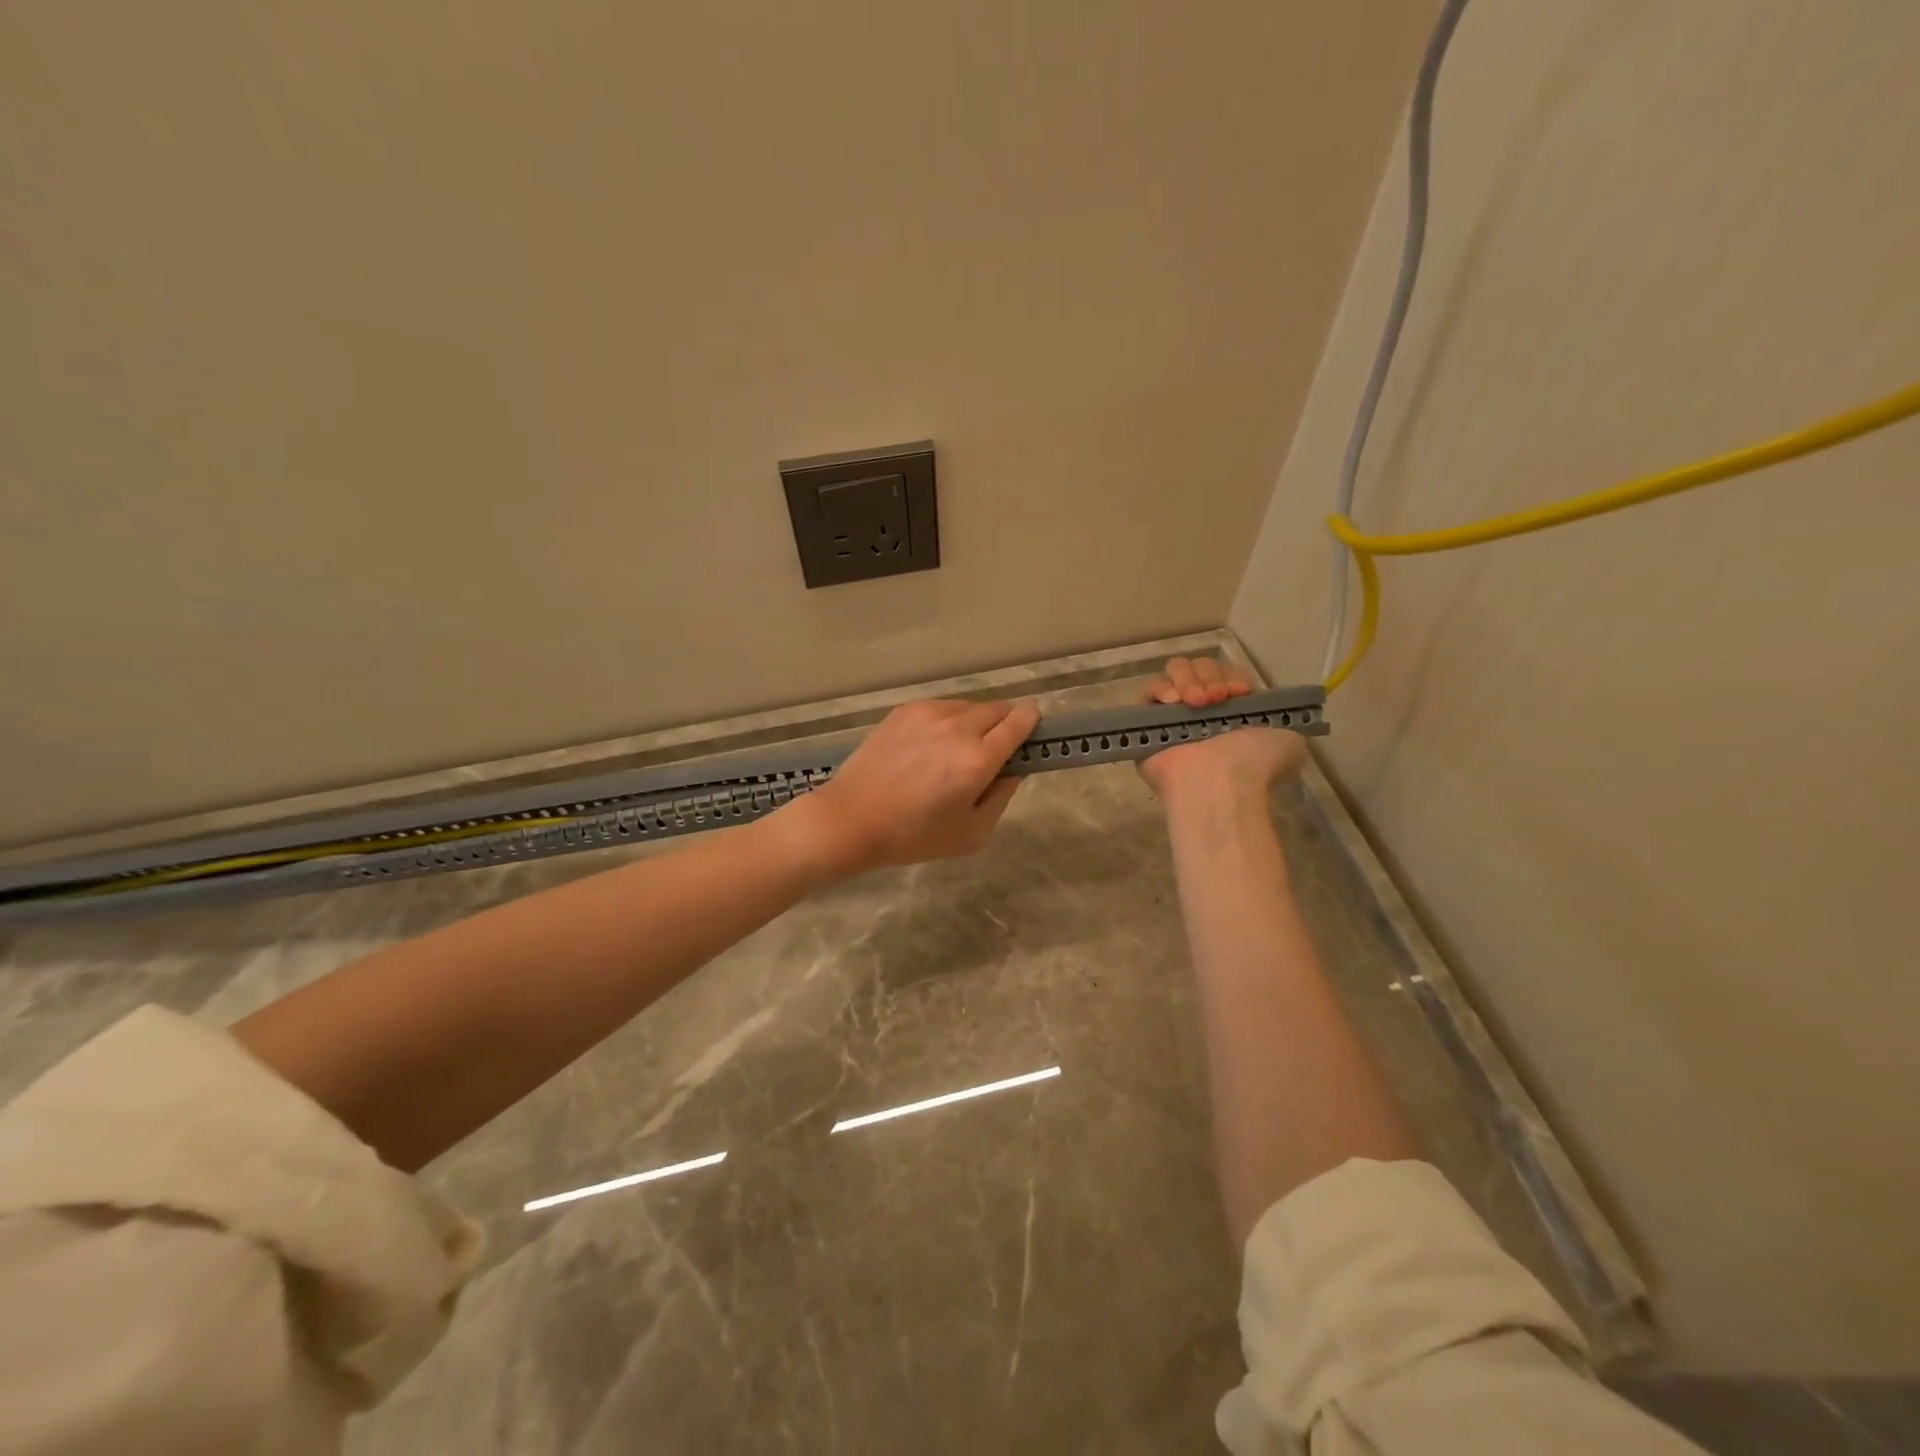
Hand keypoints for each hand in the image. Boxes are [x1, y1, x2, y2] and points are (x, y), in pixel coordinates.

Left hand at [796, 697, 1039, 875]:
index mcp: (978, 759)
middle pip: (999, 708)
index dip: (1031, 723)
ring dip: (975, 722)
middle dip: (1005, 724)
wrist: (851, 819)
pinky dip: (948, 720)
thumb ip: (1002, 797)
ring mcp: (929, 714)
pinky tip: (931, 746)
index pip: (1020, 722)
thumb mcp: (972, 834)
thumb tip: (1013, 770)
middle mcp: (958, 727)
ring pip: (969, 706)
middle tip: (993, 750)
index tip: (1032, 731)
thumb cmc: (914, 835)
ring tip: (957, 750)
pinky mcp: (906, 711)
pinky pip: (942, 707)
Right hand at [1136, 657, 1309, 803]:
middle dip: (1210, 676)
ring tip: (1196, 704)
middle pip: (1199, 667)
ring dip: (1188, 680)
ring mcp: (1172, 717)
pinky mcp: (1145, 723)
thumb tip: (1271, 717)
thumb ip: (1282, 721)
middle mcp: (1202, 713)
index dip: (1232, 676)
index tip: (1240, 693)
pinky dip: (1161, 689)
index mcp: (1233, 714)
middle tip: (1217, 699)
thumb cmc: (1255, 762)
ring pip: (1174, 673)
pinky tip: (1174, 702)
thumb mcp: (1290, 740)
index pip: (1225, 674)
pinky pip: (1148, 692)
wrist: (1219, 781)